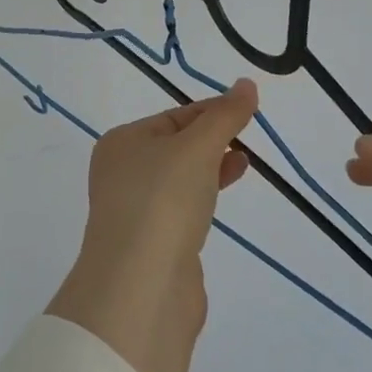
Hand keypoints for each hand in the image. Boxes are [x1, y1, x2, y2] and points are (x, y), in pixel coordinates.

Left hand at [46, 80, 257, 371]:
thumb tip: (247, 84)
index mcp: (122, 142)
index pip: (174, 116)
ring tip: (244, 162)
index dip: (212, 111)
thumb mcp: (198, 147)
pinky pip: (182, 210)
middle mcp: (122, 172)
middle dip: (212, 139)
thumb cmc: (164, 200)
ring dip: (211, 168)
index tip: (248, 111)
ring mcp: (136, 210)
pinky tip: (222, 200)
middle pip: (175, 145)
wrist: (143, 287)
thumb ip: (225, 116)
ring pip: (180, 178)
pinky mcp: (153, 244)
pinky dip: (204, 198)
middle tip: (248, 138)